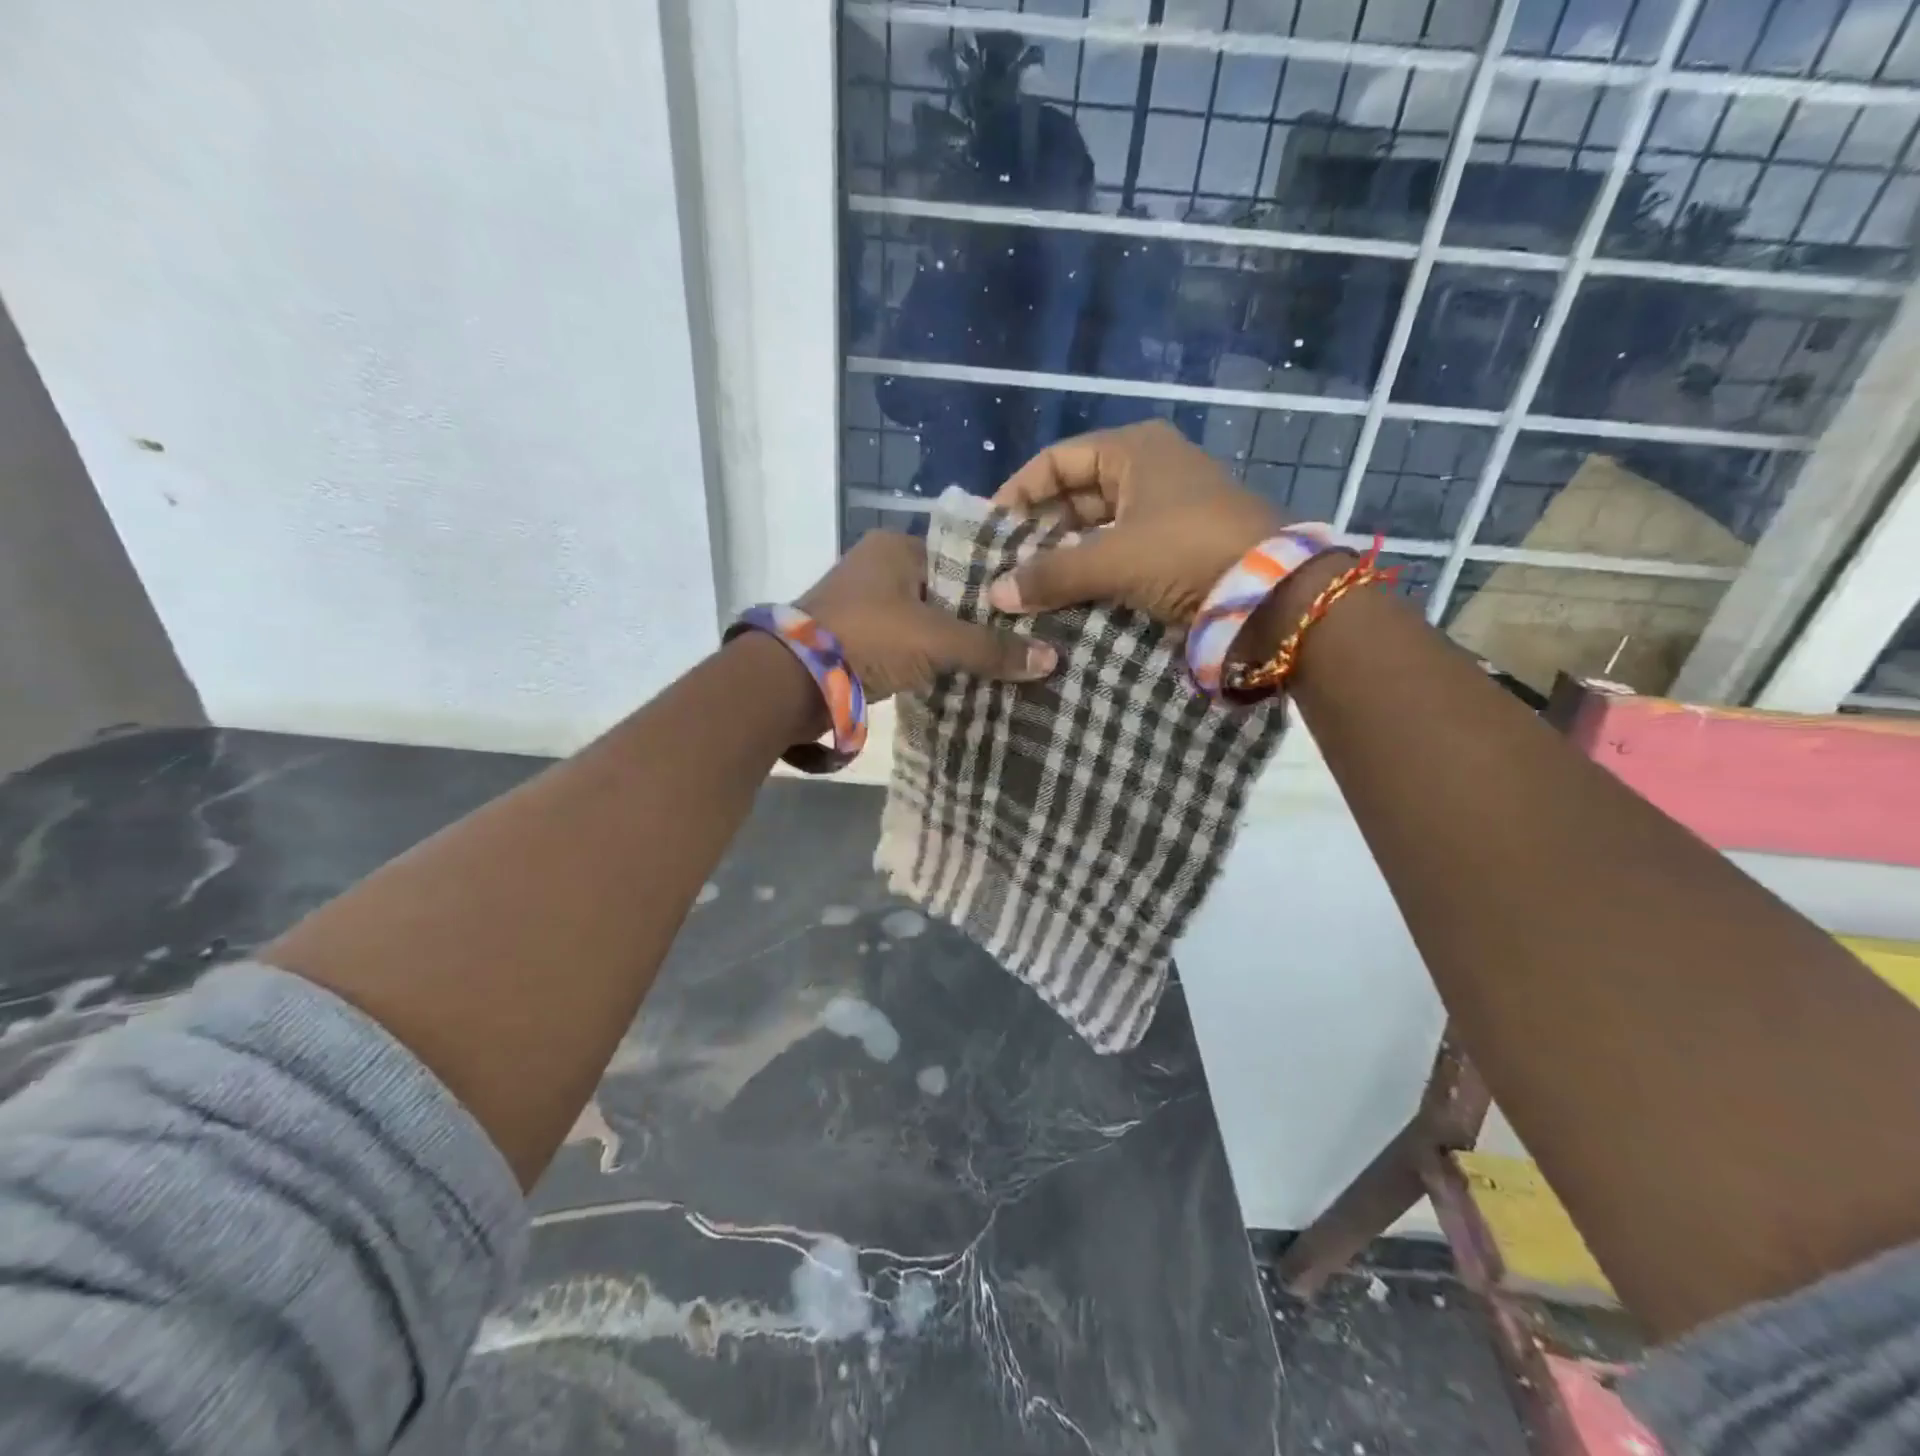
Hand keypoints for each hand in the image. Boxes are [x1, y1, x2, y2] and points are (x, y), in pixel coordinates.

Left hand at [799, 531, 1057, 700]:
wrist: (792, 681)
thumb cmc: (868, 639)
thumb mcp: (936, 640)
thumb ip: (991, 648)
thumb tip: (1052, 659)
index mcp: (896, 547)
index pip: (964, 559)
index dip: (998, 585)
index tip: (1033, 608)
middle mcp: (878, 566)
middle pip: (946, 591)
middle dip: (978, 618)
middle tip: (1024, 638)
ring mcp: (864, 603)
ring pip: (926, 619)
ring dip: (954, 640)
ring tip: (1002, 658)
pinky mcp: (856, 637)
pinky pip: (907, 642)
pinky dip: (929, 657)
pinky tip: (961, 674)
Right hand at [986, 420, 1289, 624]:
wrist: (1271, 592)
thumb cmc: (1186, 550)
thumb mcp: (1112, 559)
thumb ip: (1050, 574)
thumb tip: (995, 594)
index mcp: (1133, 449)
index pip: (1057, 460)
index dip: (1019, 492)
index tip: (991, 529)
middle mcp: (1148, 469)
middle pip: (1075, 494)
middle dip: (1039, 530)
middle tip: (1006, 566)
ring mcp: (1166, 508)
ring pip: (1097, 527)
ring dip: (1064, 556)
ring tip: (1029, 587)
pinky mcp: (1176, 545)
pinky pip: (1120, 552)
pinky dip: (1093, 572)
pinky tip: (1067, 597)